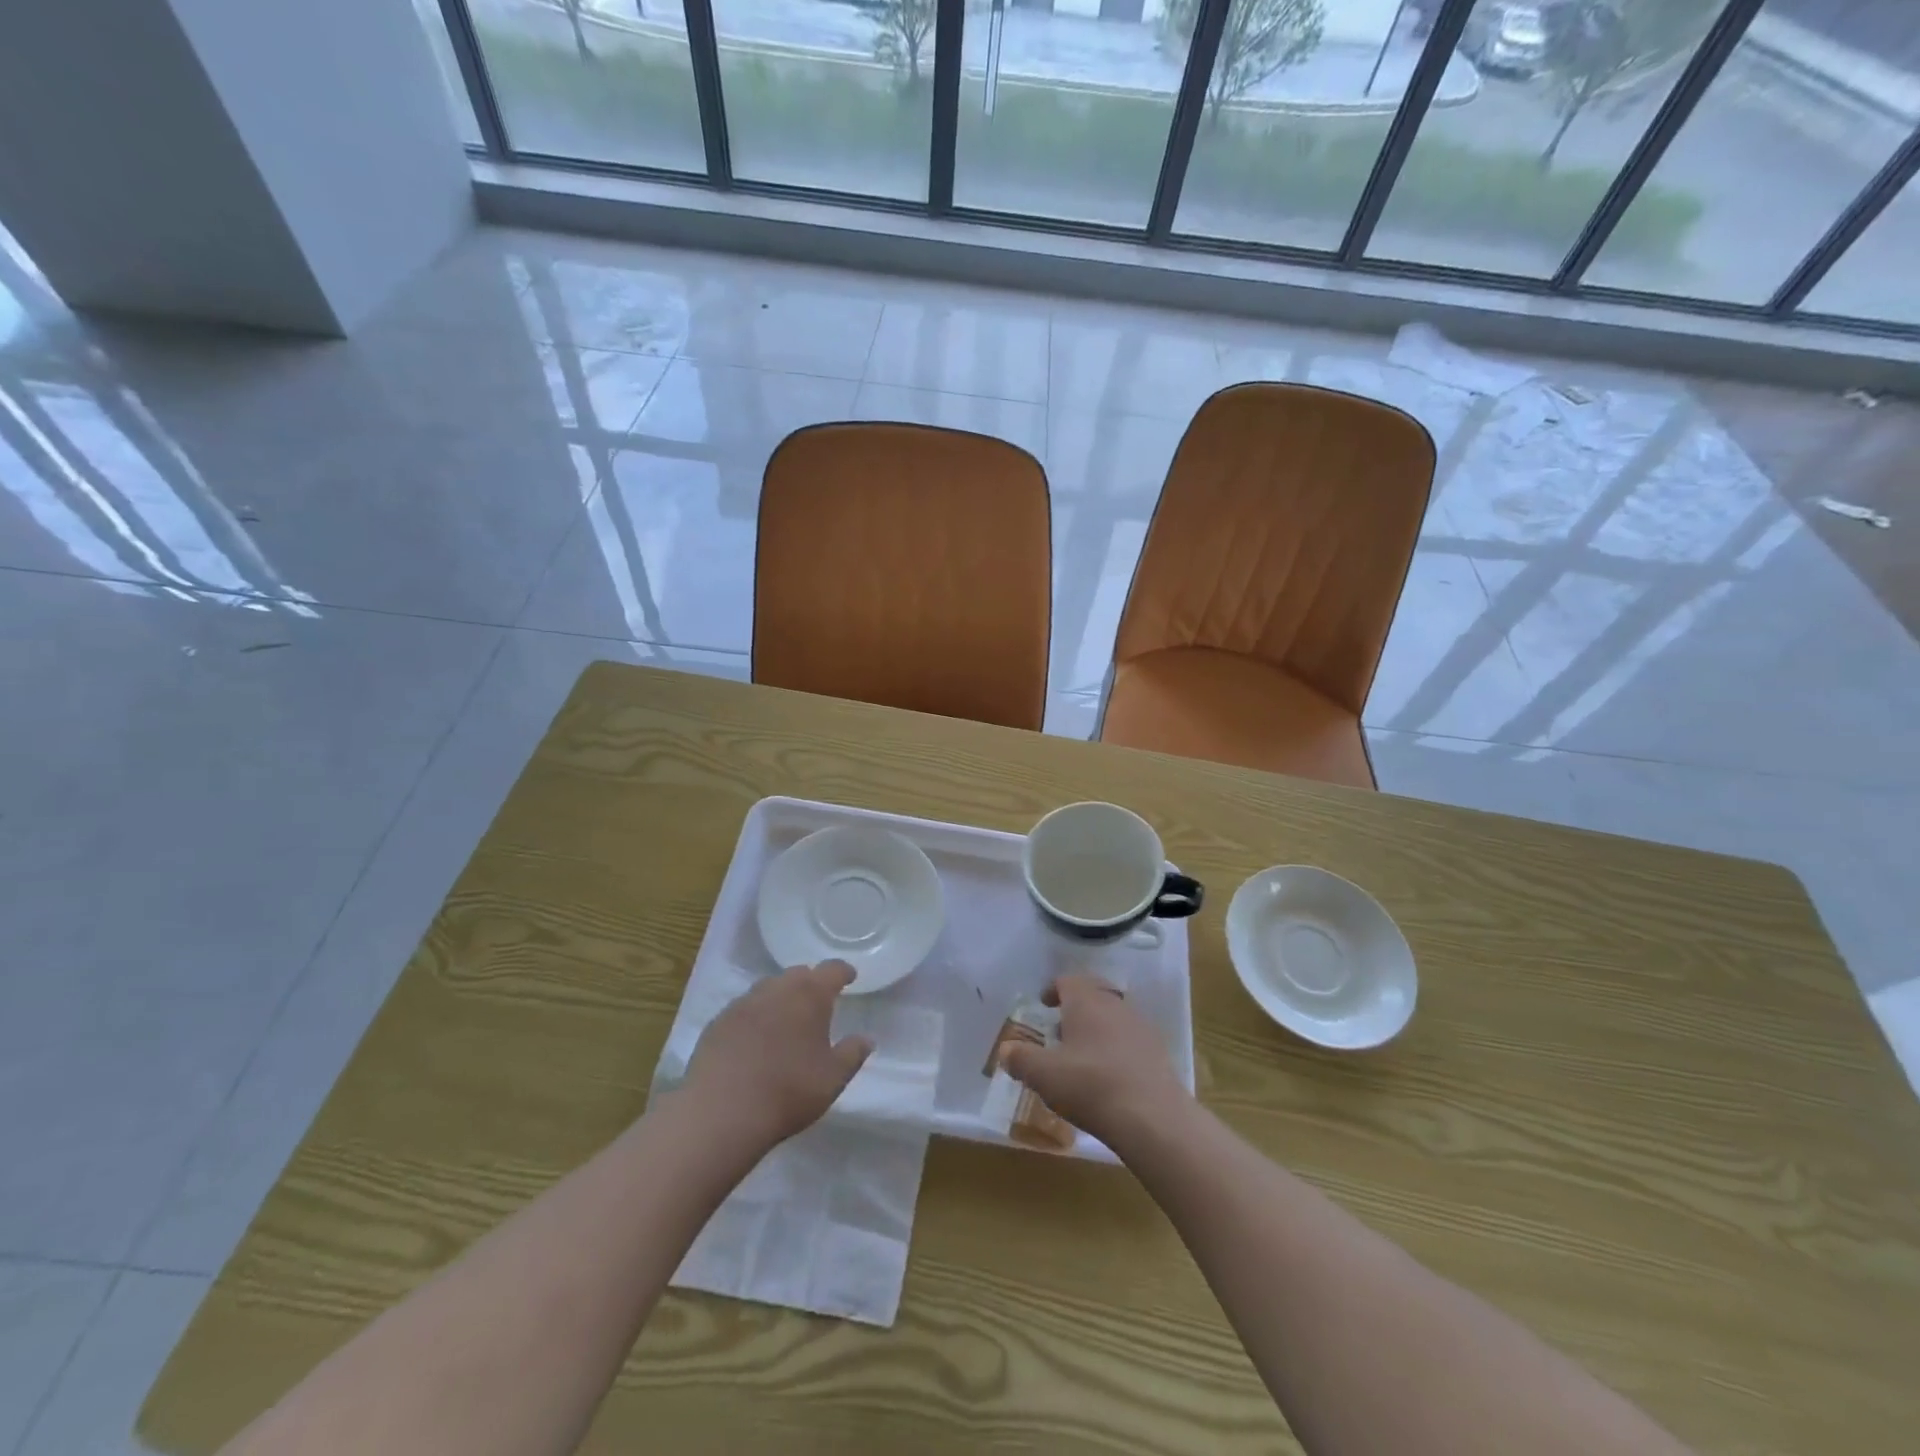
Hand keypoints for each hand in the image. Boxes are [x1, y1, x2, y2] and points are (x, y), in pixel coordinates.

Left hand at [682, 962, 873, 1153]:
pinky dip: (755, 1016)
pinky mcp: (718, 1022)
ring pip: (768, 989)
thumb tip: (866, 1038)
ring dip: (781, 997)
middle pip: (798, 974)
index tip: (850, 977)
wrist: (720, 1113)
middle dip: (810, 983)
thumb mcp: (833, 1079)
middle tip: (818, 1003)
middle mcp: (776, 989)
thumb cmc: (788, 1092)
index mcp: (810, 995)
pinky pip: (744, 1009)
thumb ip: (853, 1054)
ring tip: (786, 1020)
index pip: (832, 970)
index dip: (843, 972)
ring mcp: (743, 1003)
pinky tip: (755, 1039)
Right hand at [999, 975, 1188, 1149]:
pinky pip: (1131, 1040)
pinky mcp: (1158, 1052)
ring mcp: (1141, 1027)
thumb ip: (1020, 1059)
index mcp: (1086, 1001)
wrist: (1153, 1118)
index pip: (1068, 980)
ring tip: (1083, 1056)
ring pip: (1114, 1017)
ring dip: (1097, 1029)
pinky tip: (1109, 1076)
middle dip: (1076, 1009)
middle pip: (1093, 995)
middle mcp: (1115, 1004)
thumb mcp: (1044, 1075)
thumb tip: (1005, 1049)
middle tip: (1060, 1030)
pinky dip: (1116, 1049)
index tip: (1043, 1005)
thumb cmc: (1090, 1086)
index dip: (1053, 990)